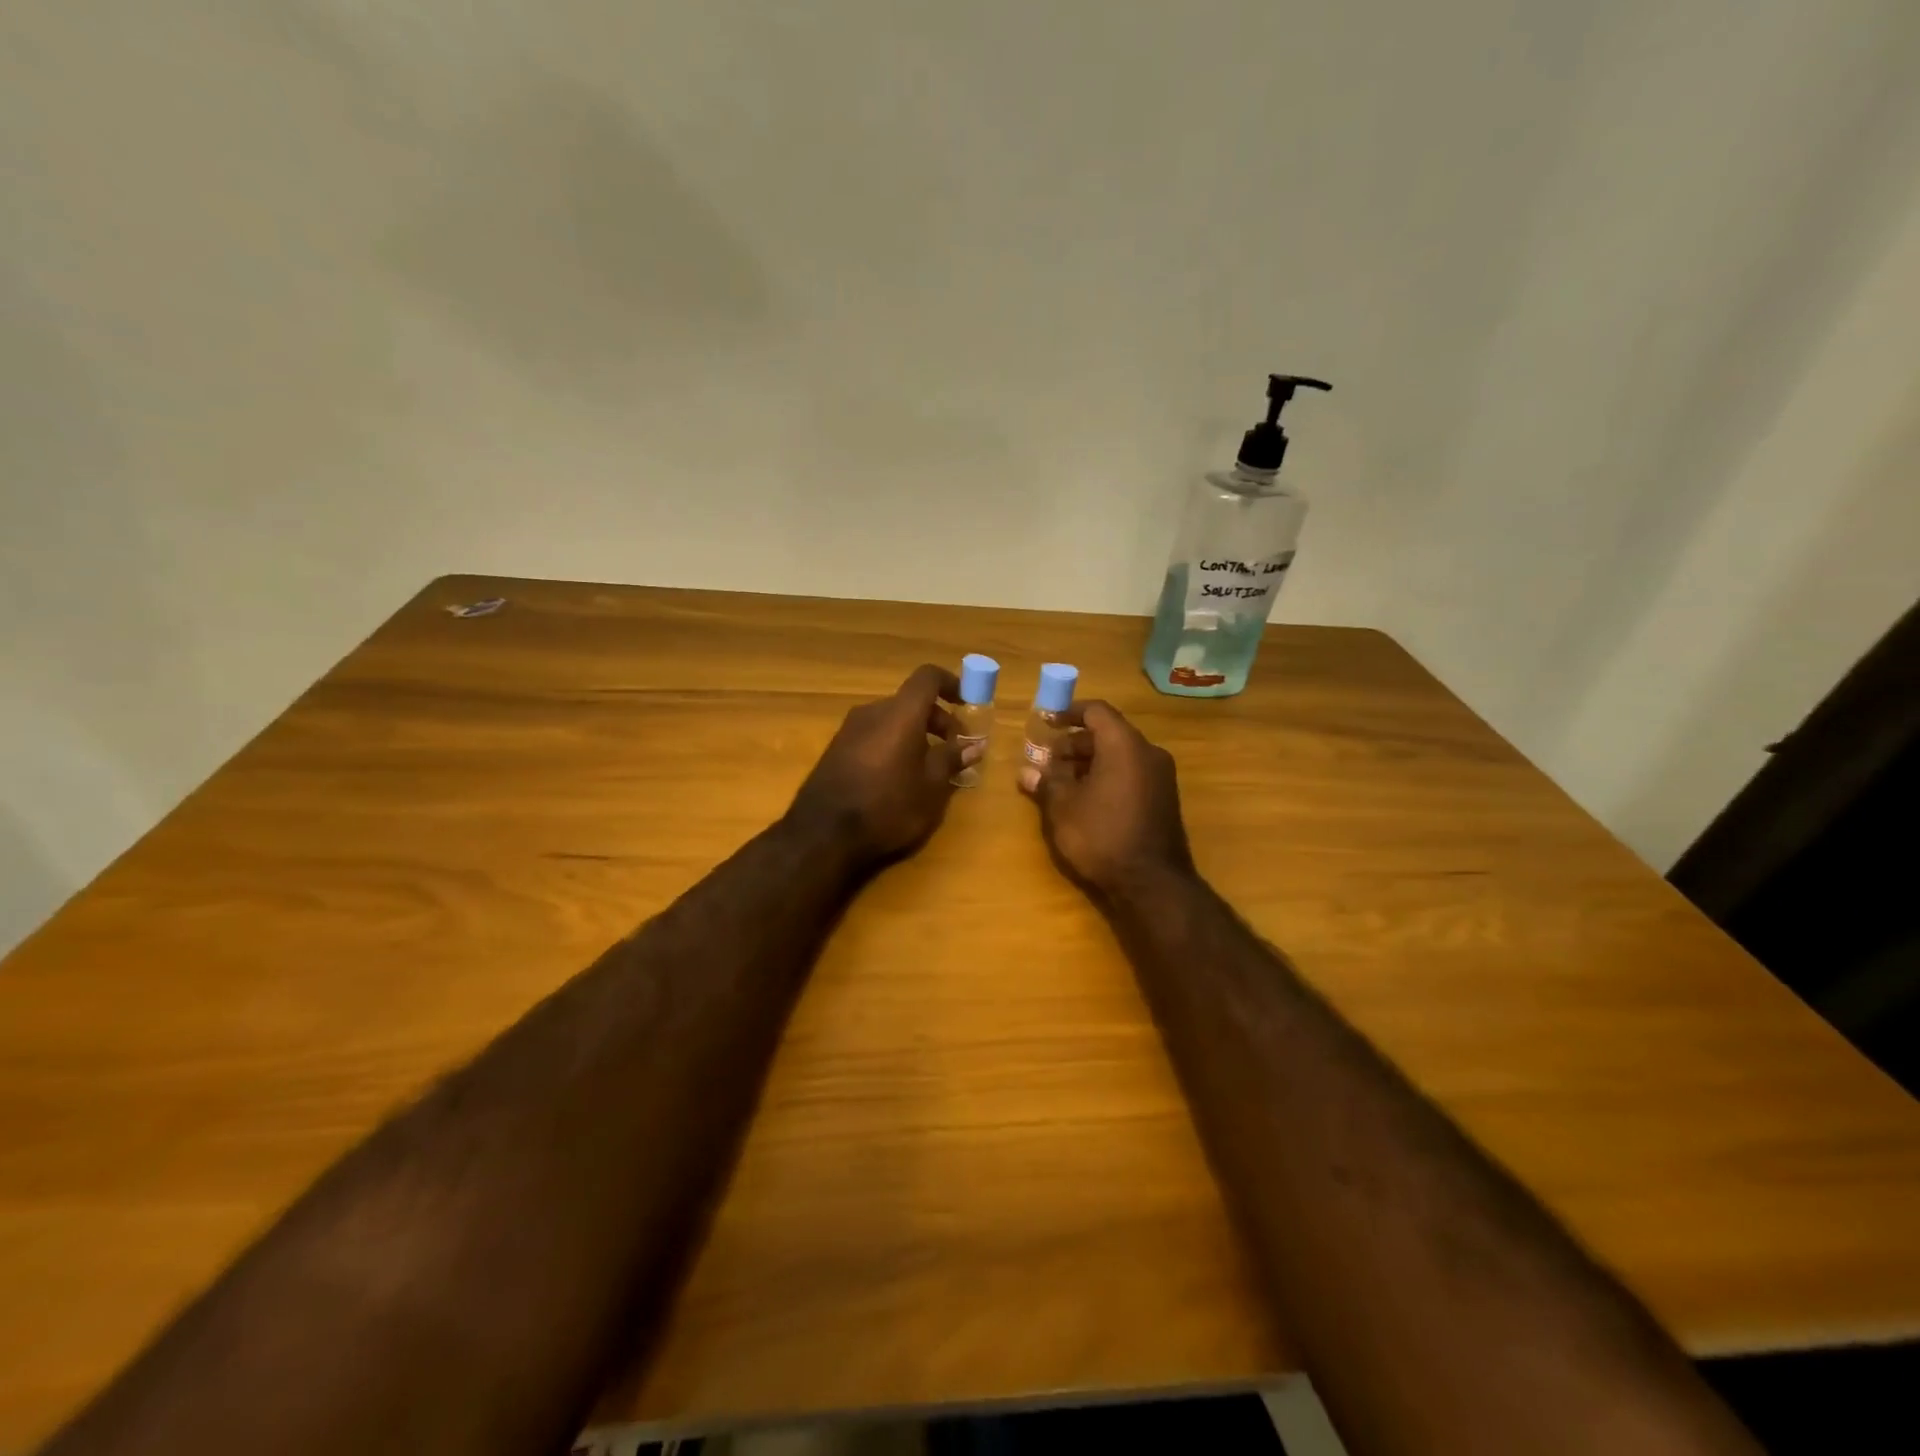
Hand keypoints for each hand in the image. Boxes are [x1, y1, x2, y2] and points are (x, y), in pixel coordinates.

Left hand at [786, 664, 976, 867]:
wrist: (823, 833)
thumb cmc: (887, 806)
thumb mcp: (930, 787)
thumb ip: (952, 759)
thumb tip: (974, 745)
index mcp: (901, 713)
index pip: (927, 677)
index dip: (950, 683)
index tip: (966, 702)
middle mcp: (873, 711)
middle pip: (911, 701)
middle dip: (937, 719)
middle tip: (955, 748)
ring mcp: (850, 729)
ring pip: (892, 719)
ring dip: (916, 734)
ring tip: (930, 767)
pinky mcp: (837, 749)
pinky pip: (875, 735)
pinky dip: (894, 744)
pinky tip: (900, 777)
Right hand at [1020, 701, 1194, 896]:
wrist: (1153, 883)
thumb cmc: (1102, 836)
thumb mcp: (1064, 808)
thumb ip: (1046, 782)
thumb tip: (1026, 771)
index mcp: (1124, 745)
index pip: (1096, 711)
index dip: (1068, 713)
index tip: (1045, 722)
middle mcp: (1148, 752)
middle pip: (1108, 733)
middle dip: (1075, 743)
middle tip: (1048, 760)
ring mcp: (1161, 776)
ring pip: (1120, 755)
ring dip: (1090, 761)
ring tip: (1062, 782)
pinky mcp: (1164, 798)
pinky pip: (1132, 773)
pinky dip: (1108, 775)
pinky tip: (1086, 799)